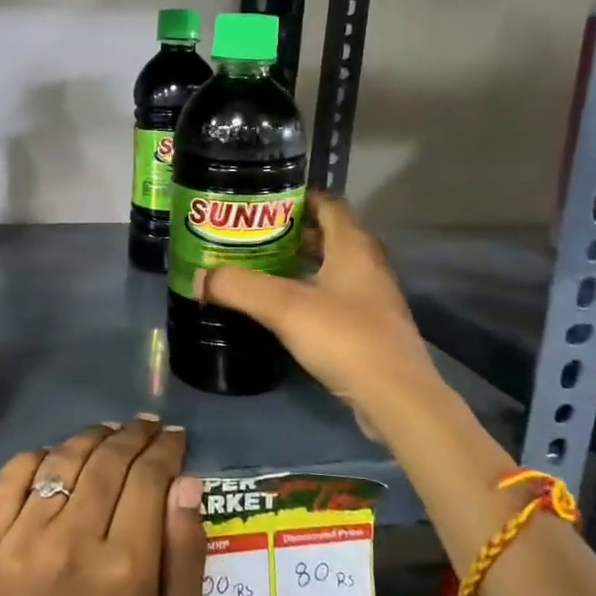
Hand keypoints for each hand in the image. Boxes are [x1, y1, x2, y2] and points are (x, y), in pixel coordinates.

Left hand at [0, 415, 205, 595]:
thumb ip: (187, 552)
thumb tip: (186, 482)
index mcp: (125, 566)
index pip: (148, 479)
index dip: (165, 449)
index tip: (175, 437)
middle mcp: (73, 540)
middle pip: (108, 461)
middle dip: (134, 435)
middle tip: (147, 426)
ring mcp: (25, 536)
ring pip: (64, 459)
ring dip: (92, 437)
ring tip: (110, 432)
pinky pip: (14, 475)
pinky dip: (38, 455)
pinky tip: (58, 456)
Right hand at [195, 193, 447, 428]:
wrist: (395, 397)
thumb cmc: (344, 337)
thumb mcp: (283, 307)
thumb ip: (238, 287)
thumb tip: (200, 278)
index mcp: (353, 246)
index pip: (328, 203)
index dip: (297, 197)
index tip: (262, 201)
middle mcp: (367, 265)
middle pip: (329, 235)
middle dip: (291, 232)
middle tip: (252, 235)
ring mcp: (372, 298)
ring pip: (332, 267)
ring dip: (300, 264)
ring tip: (260, 267)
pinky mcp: (370, 328)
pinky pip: (335, 296)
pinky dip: (309, 293)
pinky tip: (283, 308)